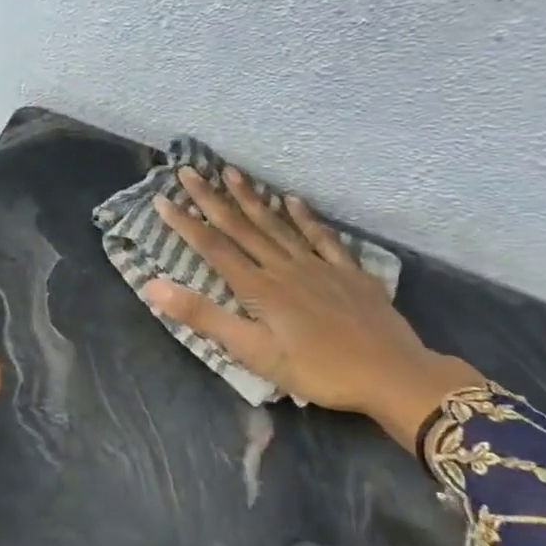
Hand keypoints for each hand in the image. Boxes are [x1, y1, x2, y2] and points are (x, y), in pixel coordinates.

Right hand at [142, 167, 481, 451]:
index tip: (162, 199)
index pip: (213, 248)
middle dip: (211, 198)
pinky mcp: (348, 272)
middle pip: (241, 227)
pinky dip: (305, 217)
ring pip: (277, 224)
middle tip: (189, 171)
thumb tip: (154, 286)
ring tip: (231, 172)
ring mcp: (318, 266)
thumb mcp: (252, 352)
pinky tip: (292, 199)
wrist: (392, 375)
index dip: (185, 223)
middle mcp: (283, 267)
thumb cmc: (317, 370)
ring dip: (251, 198)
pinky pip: (322, 237)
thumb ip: (203, 316)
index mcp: (258, 288)